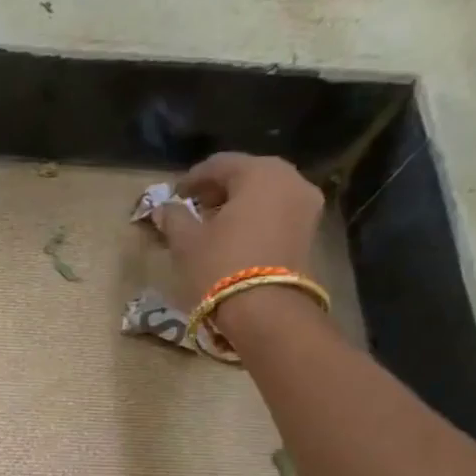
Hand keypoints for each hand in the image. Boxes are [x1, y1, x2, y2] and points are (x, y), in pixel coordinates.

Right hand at [154, 152, 324, 309]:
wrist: (266, 311)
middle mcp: (290, 179)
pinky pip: (278, 212)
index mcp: (259, 172)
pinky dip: (256, 218)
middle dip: (219, 189)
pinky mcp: (311, 231)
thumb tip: (164, 208)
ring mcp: (306, 205)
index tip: (175, 195)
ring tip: (214, 225)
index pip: (220, 164)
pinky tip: (236, 237)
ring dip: (239, 204)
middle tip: (195, 207)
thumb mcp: (186, 242)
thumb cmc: (220, 266)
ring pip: (265, 194)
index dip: (193, 179)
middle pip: (247, 175)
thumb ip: (174, 218)